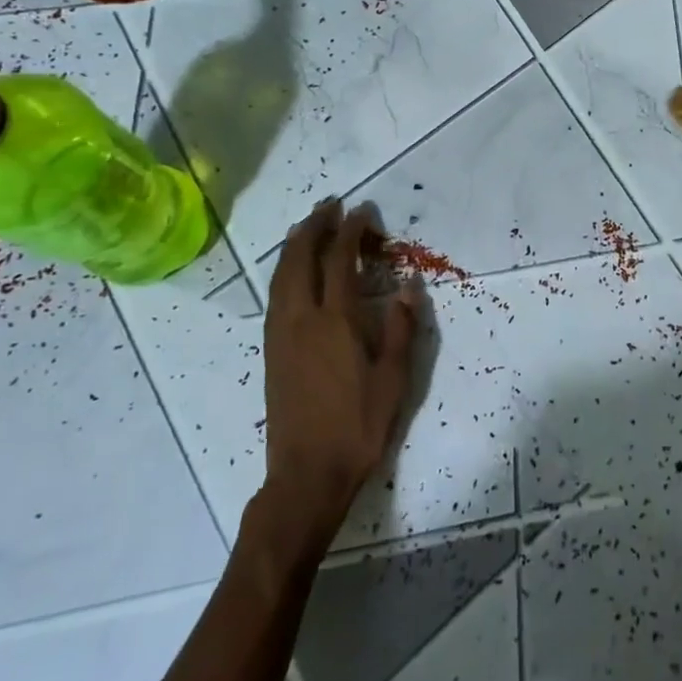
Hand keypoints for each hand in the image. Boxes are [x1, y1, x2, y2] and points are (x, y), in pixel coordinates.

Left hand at [259, 201, 416, 545]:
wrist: (305, 475)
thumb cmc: (357, 426)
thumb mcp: (394, 379)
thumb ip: (403, 328)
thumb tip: (411, 285)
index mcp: (335, 321)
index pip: (340, 260)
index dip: (351, 230)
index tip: (364, 212)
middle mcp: (301, 318)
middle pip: (300, 257)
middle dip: (315, 225)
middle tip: (332, 205)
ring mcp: (280, 333)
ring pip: (280, 273)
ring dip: (295, 243)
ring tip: (310, 225)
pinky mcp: (270, 349)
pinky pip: (274, 292)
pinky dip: (284, 268)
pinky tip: (293, 269)